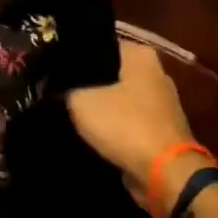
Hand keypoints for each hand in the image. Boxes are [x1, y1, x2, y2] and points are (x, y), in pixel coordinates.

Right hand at [66, 40, 200, 212]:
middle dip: (86, 81)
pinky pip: (127, 121)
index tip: (51, 66)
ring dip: (99, 106)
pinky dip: (113, 127)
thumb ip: (66, 88)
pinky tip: (89, 133)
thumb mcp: (81, 101)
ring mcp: (161, 103)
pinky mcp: (161, 130)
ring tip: (67, 111)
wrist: (165, 174)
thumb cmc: (125, 125)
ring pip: (118, 98)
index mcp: (141, 55)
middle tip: (55, 89)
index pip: (99, 43)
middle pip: (110, 71)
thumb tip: (57, 85)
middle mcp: (155, 73)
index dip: (74, 54)